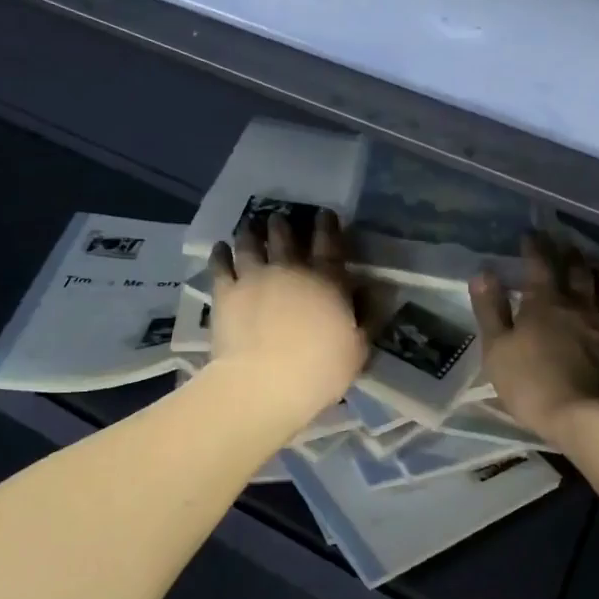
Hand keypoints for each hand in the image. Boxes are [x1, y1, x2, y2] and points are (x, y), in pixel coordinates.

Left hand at [208, 209, 368, 425]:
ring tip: (250, 226)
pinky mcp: (226, 292)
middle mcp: (290, 269)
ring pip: (251, 243)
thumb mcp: (359, 348)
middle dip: (283, 225)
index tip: (325, 214)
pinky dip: (220, 253)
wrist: (263, 384)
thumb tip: (378, 291)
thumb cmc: (320, 370)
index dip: (328, 225)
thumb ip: (368, 316)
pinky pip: (220, 264)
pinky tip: (220, 247)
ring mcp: (254, 277)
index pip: (330, 243)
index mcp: (327, 280)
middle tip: (280, 218)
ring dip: (251, 232)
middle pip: (285, 237)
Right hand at [471, 232, 598, 441]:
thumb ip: (491, 310)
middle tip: (565, 243)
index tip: (530, 234)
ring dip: (596, 274)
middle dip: (569, 254)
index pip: (540, 264)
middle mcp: (578, 305)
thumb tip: (483, 273)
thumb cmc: (532, 383)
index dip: (534, 247)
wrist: (588, 417)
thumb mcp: (497, 348)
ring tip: (593, 267)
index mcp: (545, 302)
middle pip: (577, 271)